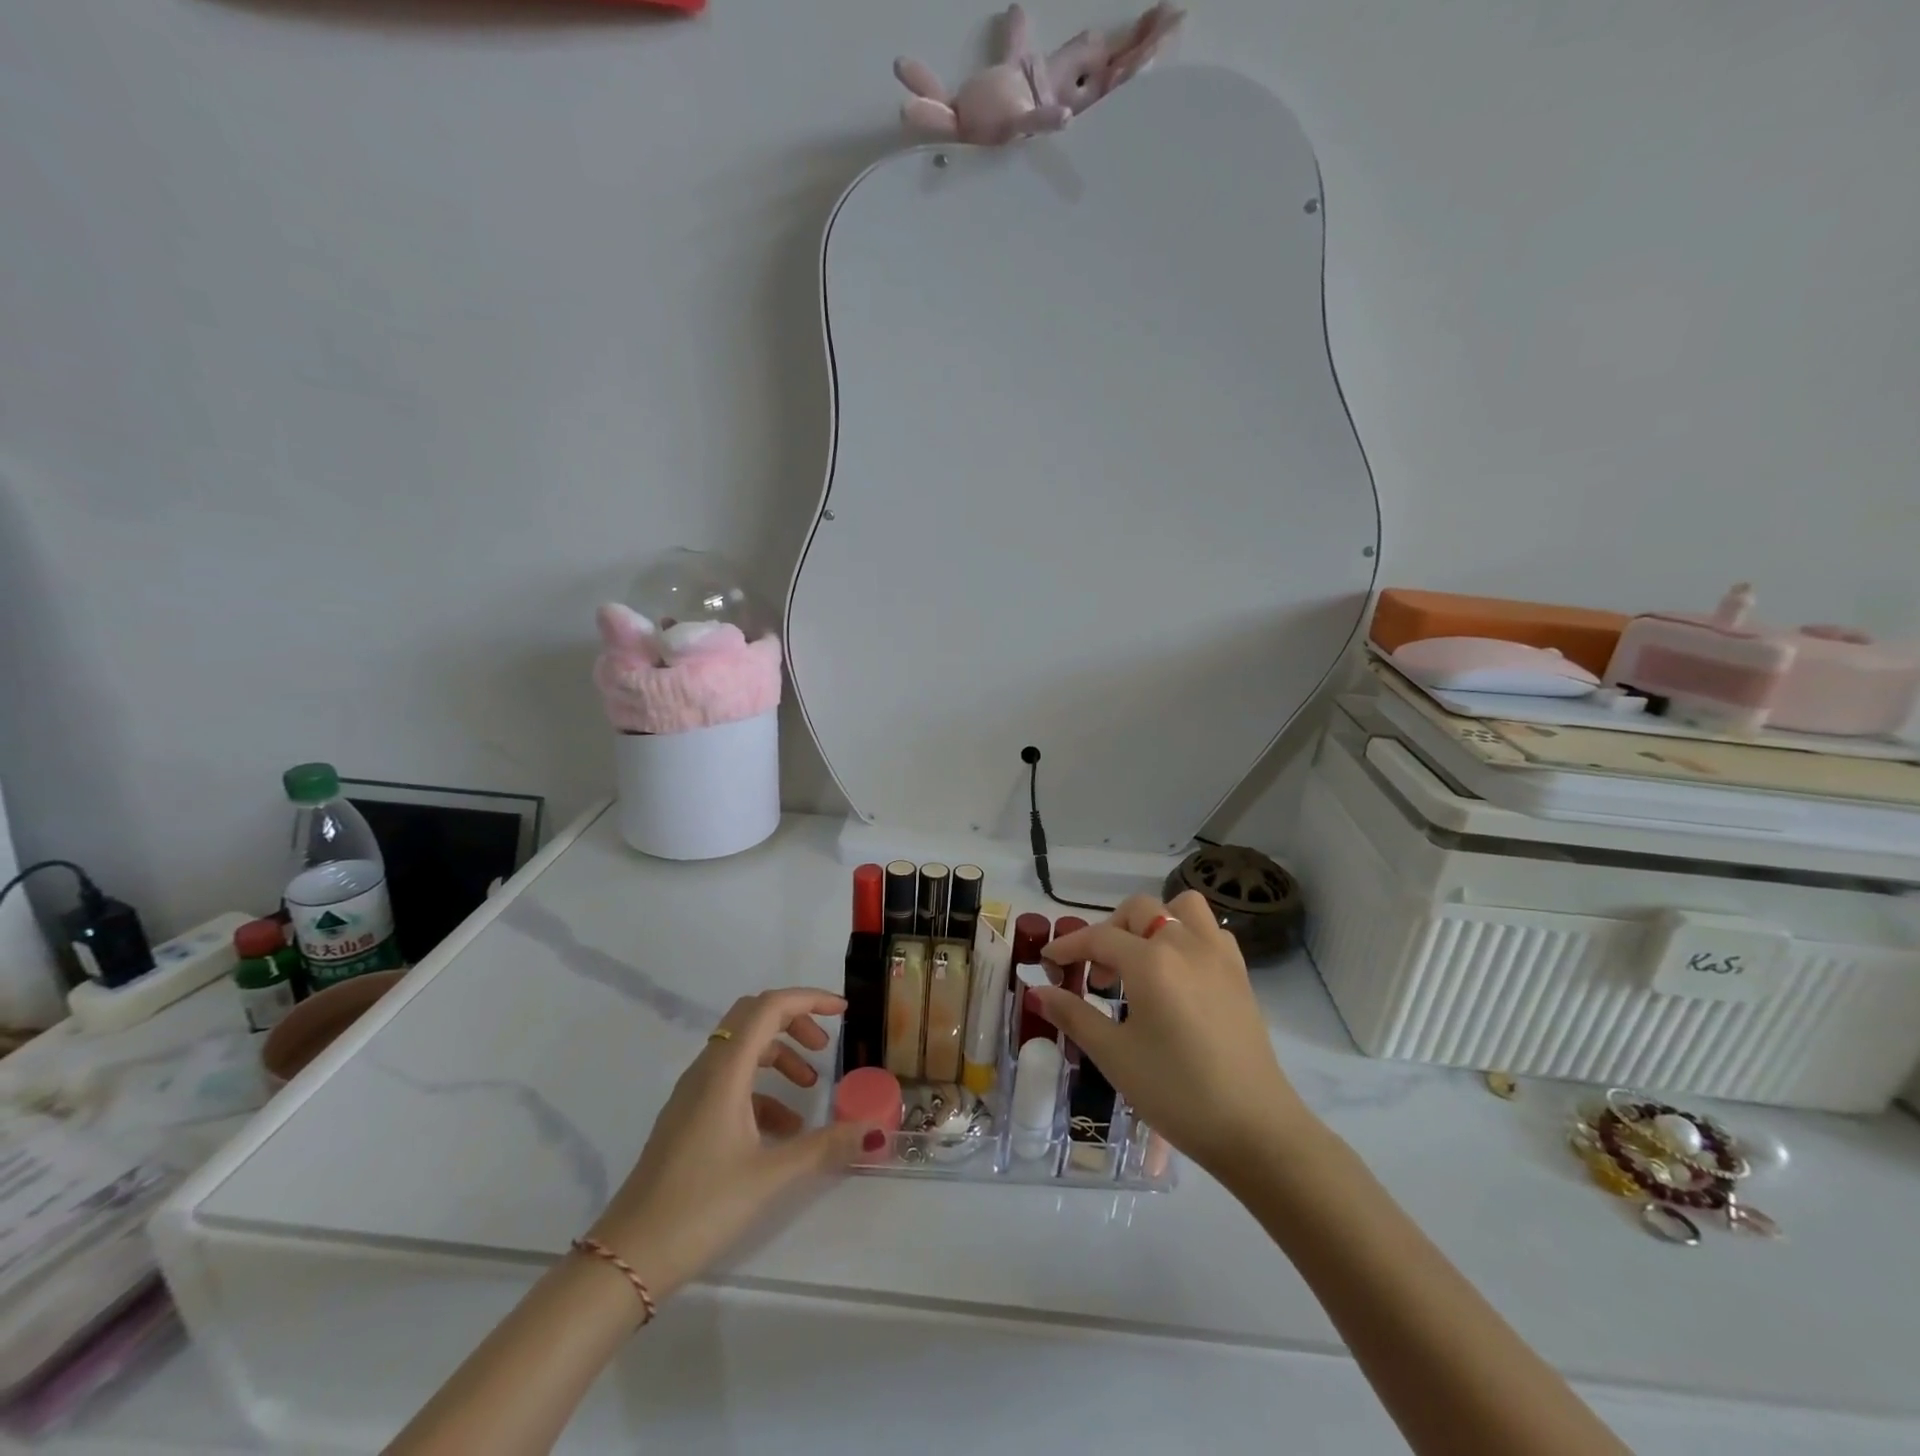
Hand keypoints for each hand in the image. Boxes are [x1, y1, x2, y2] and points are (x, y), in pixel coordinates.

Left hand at [586, 988, 879, 1304]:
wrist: (627, 1258)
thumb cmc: (700, 1207)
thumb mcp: (769, 1176)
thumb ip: (823, 1147)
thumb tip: (871, 1129)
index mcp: (724, 1071)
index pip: (769, 1007)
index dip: (808, 1000)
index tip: (843, 1011)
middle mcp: (706, 1070)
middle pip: (753, 1017)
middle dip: (793, 1021)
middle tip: (824, 1045)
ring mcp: (692, 1093)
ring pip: (741, 1049)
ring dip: (779, 1055)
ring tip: (809, 1087)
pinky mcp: (687, 1117)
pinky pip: (730, 1081)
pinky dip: (762, 1089)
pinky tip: (782, 1129)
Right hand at [1036, 893, 1319, 1180]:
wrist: (1255, 1128)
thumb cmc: (1176, 1092)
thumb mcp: (1114, 1056)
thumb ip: (1074, 1015)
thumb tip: (1039, 992)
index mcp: (1151, 961)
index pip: (1098, 938)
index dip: (1068, 947)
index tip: (1047, 962)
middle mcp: (1185, 944)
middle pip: (1139, 910)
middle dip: (1110, 932)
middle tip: (1099, 975)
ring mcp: (1218, 956)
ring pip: (1182, 908)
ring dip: (1154, 923)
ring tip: (1141, 962)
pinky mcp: (1240, 975)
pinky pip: (1209, 933)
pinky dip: (1187, 937)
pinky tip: (1178, 976)